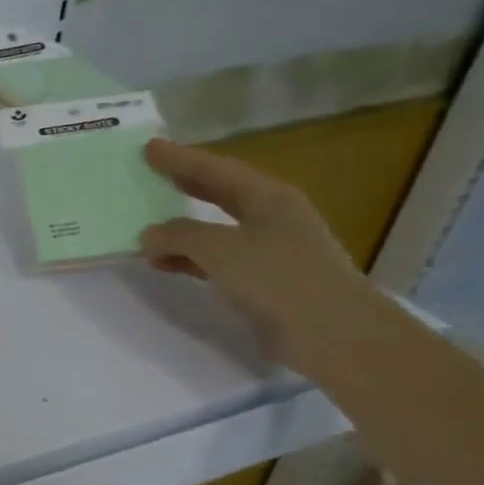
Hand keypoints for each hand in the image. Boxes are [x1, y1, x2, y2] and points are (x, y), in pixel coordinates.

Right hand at [139, 138, 381, 370]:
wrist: (336, 337)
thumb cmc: (281, 280)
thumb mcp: (221, 250)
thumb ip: (179, 236)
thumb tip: (150, 235)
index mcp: (268, 198)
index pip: (216, 170)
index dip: (181, 159)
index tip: (149, 148)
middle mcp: (272, 217)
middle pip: (220, 193)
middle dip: (185, 185)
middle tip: (151, 174)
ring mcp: (272, 250)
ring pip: (216, 230)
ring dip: (182, 230)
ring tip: (147, 227)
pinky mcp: (267, 282)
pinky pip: (218, 260)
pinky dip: (191, 259)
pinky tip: (167, 265)